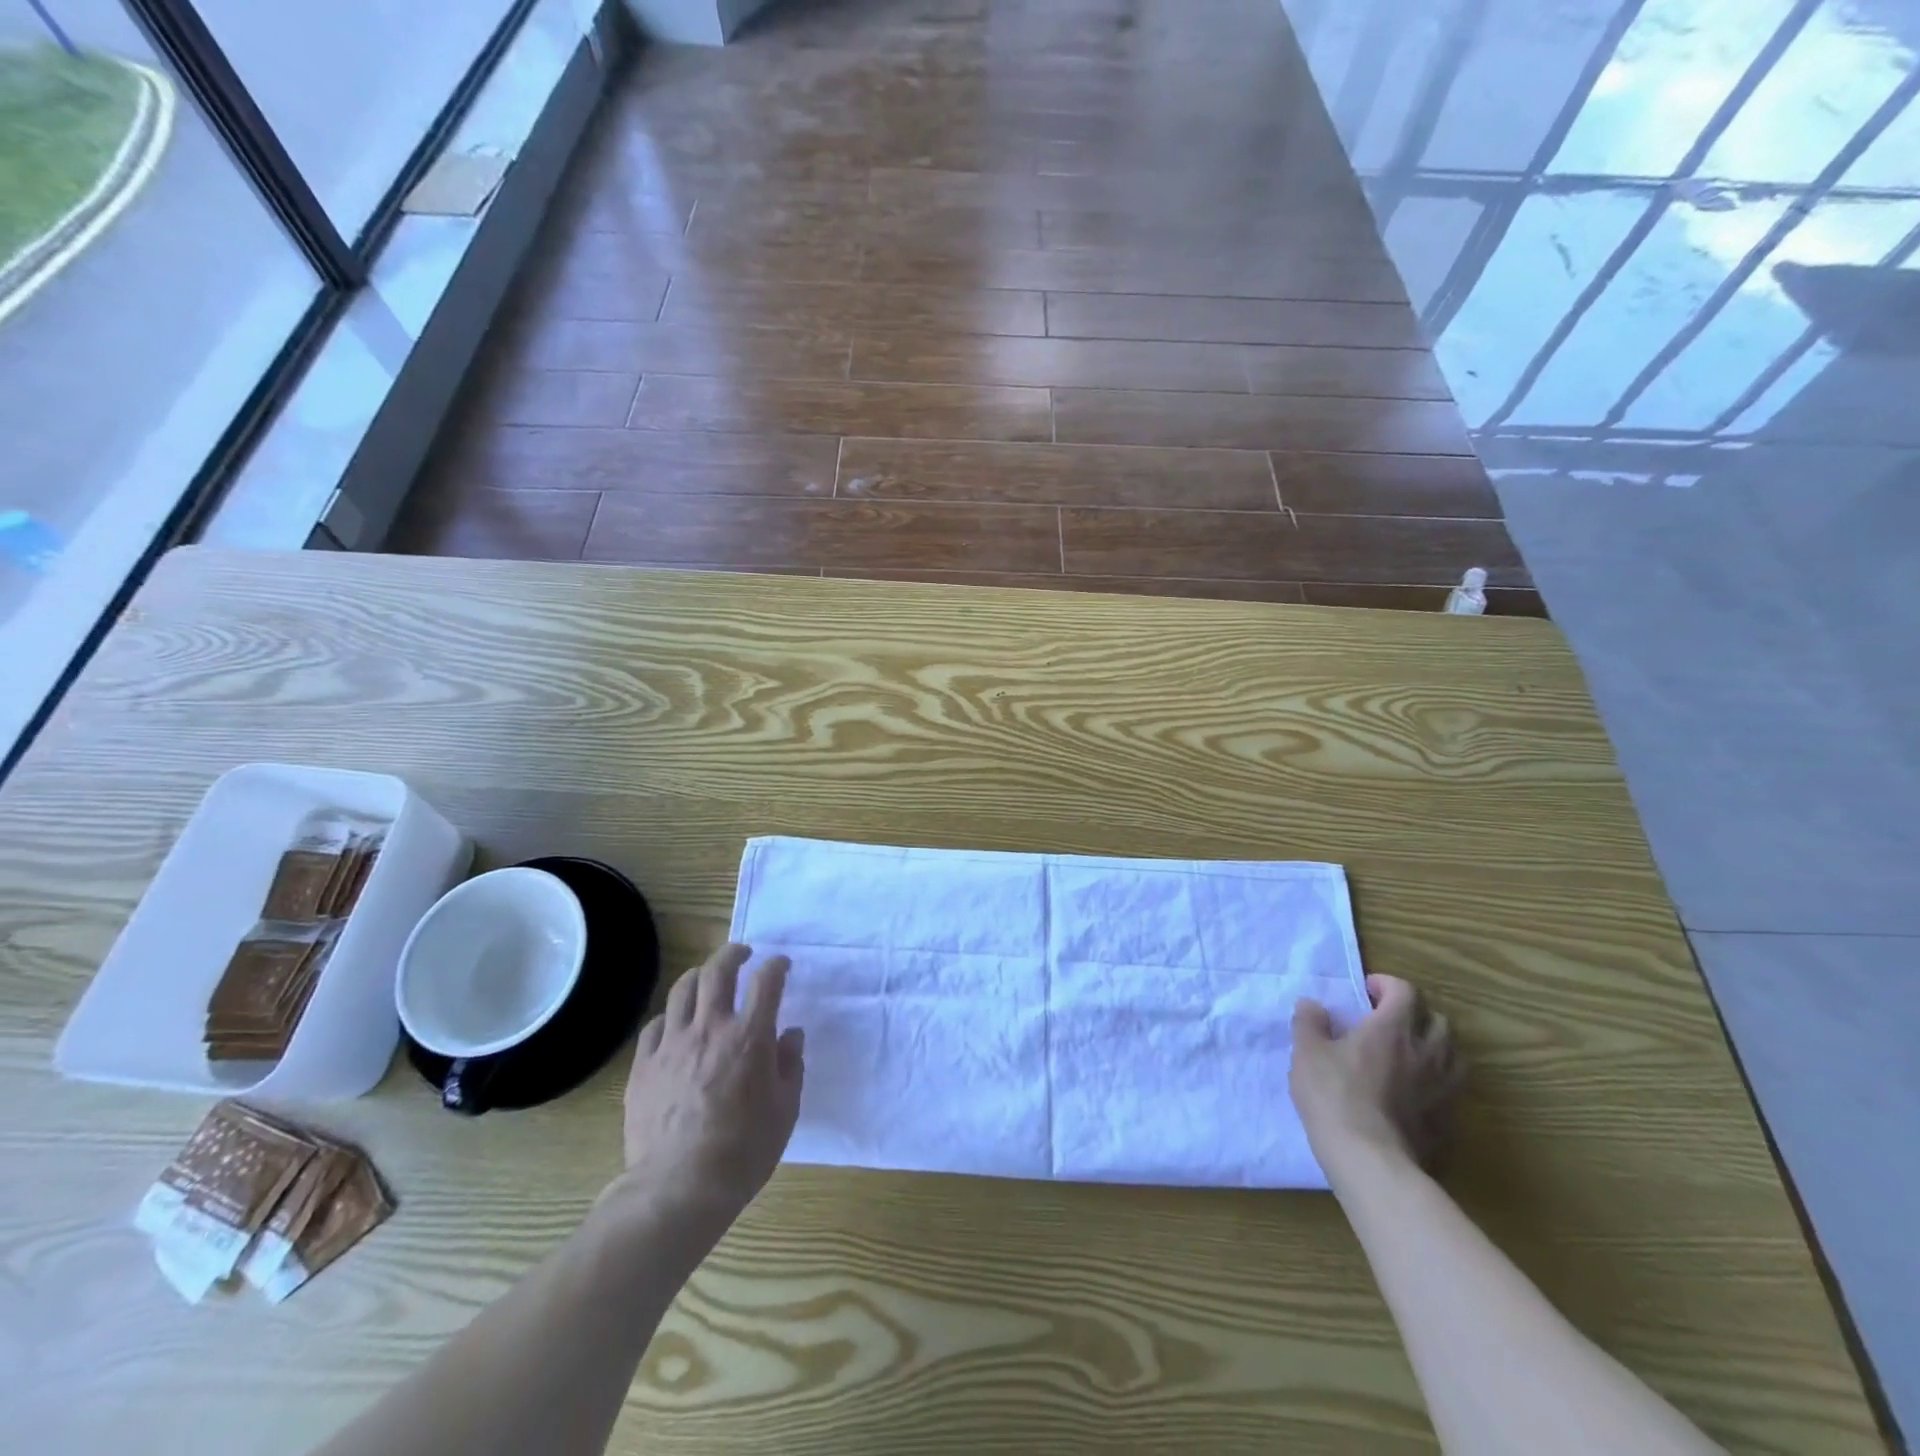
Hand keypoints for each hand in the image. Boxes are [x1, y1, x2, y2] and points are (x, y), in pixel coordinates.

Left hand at [613, 944, 805, 1230]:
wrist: (678, 1189)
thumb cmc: (744, 1152)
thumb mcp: (785, 1110)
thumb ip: (790, 1065)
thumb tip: (790, 1034)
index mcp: (750, 1036)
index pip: (766, 981)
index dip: (777, 966)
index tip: (782, 965)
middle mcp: (710, 1027)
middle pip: (718, 970)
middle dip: (733, 953)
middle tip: (742, 954)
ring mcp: (672, 1044)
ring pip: (682, 989)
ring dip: (699, 975)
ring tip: (707, 978)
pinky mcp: (643, 1065)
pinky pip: (655, 1025)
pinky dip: (670, 1016)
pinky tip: (675, 1025)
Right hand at [1290, 975, 1463, 1178]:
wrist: (1370, 1159)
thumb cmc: (1334, 1096)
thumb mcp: (1307, 1052)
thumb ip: (1309, 1022)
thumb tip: (1312, 1005)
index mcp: (1392, 1028)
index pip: (1404, 991)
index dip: (1387, 985)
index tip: (1368, 991)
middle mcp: (1426, 1052)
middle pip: (1438, 1020)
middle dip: (1416, 1015)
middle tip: (1391, 1022)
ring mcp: (1444, 1088)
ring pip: (1454, 1055)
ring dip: (1435, 1047)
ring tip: (1411, 1054)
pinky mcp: (1449, 1120)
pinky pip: (1452, 1089)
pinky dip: (1438, 1081)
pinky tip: (1417, 1092)